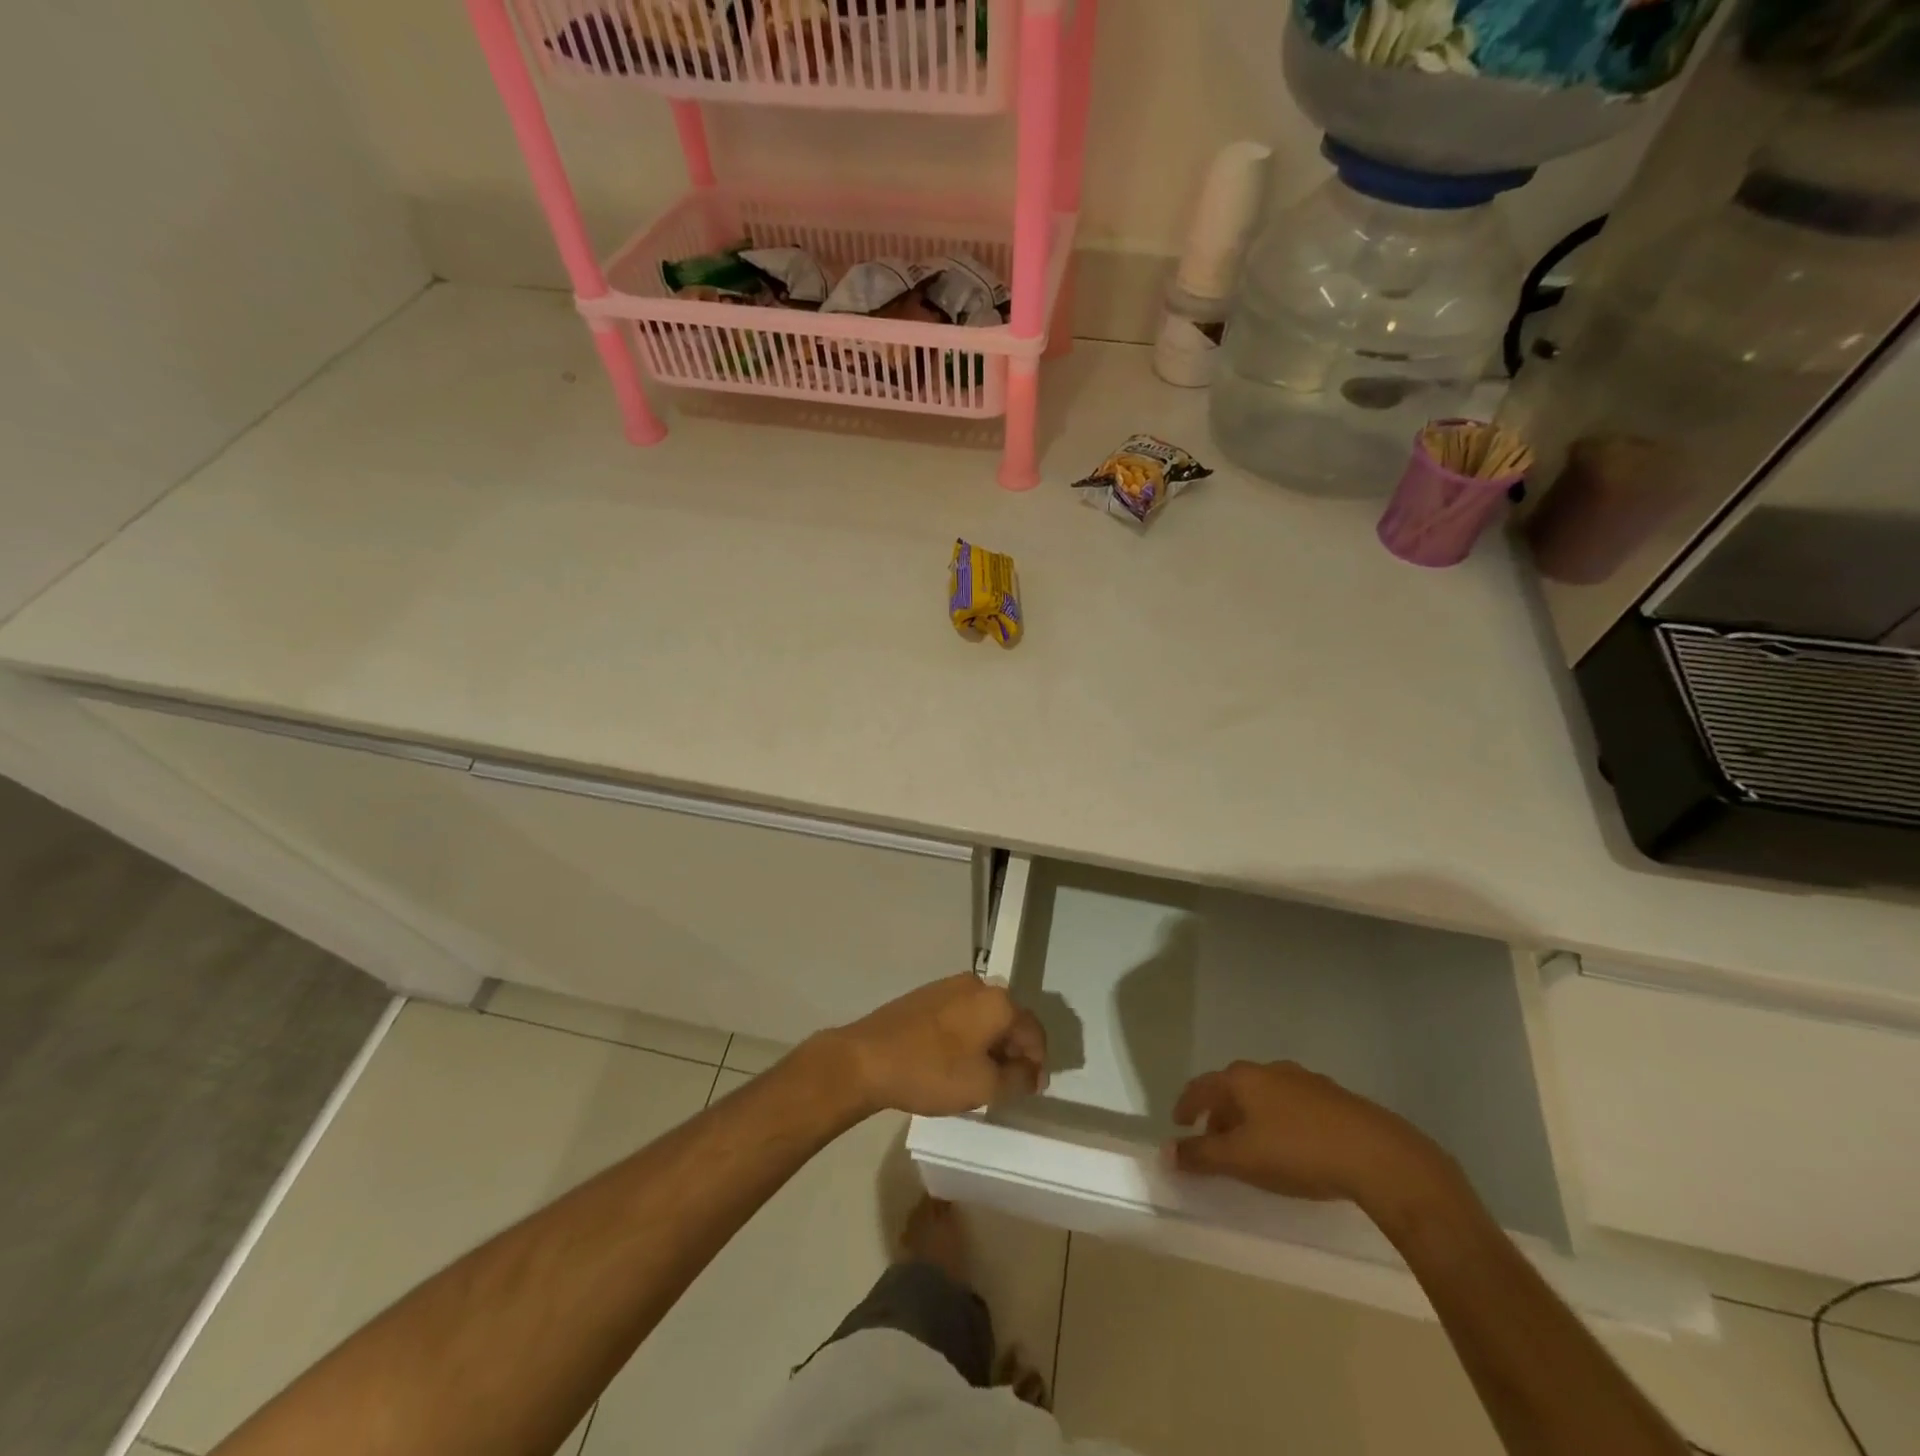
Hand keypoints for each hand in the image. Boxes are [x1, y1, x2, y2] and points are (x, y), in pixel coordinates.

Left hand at [817, 974, 1048, 1117]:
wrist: (867, 1059)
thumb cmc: (932, 1071)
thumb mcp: (984, 1086)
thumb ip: (1018, 1079)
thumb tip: (1034, 1072)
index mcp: (997, 1001)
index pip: (1034, 1031)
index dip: (1038, 1063)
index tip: (1031, 1090)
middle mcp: (977, 984)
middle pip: (1009, 1020)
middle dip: (1013, 1052)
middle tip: (1007, 1085)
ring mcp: (948, 986)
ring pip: (984, 1017)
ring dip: (990, 1045)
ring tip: (980, 1076)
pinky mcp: (926, 995)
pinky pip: (961, 1015)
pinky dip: (968, 1036)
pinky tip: (954, 1061)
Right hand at [1169, 1060, 1451, 1209]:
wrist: (1377, 1155)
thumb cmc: (1298, 1152)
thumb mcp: (1242, 1159)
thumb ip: (1202, 1155)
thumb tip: (1166, 1152)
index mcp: (1243, 1078)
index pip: (1202, 1086)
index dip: (1187, 1105)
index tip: (1179, 1124)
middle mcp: (1270, 1070)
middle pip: (1234, 1089)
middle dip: (1221, 1114)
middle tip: (1215, 1141)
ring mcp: (1305, 1081)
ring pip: (1265, 1096)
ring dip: (1252, 1117)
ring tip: (1254, 1147)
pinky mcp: (1335, 1098)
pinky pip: (1294, 1105)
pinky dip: (1281, 1121)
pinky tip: (1293, 1146)